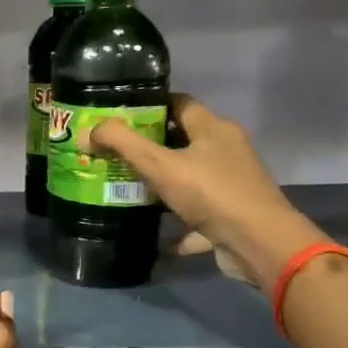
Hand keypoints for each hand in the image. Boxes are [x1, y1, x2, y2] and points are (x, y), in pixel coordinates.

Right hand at [87, 94, 327, 288]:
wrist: (258, 243)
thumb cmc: (211, 194)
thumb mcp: (160, 165)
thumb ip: (123, 144)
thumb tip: (89, 131)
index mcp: (214, 129)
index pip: (181, 104)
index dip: (152, 106)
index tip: (122, 116)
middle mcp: (227, 151)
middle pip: (185, 141)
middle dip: (152, 148)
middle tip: (116, 154)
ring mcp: (233, 184)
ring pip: (192, 178)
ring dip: (166, 185)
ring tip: (130, 190)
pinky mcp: (233, 215)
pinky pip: (200, 215)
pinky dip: (181, 224)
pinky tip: (159, 235)